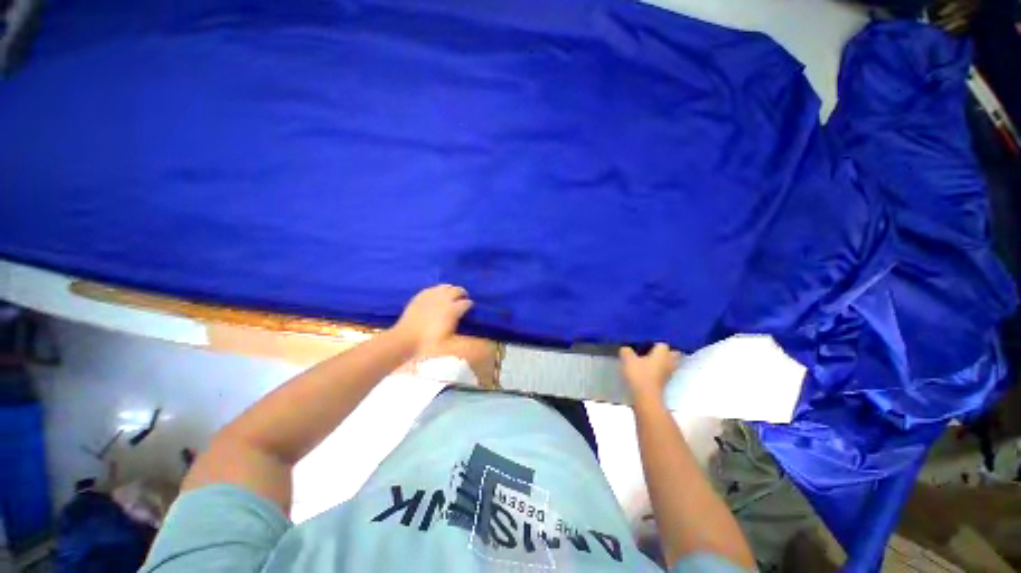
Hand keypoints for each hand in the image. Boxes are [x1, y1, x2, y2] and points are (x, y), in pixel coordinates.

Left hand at [393, 284, 472, 355]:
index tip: (470, 308)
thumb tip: (471, 325)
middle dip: (463, 294)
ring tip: (452, 295)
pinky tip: (438, 295)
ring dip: (451, 290)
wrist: (407, 338)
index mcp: (453, 309)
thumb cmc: (430, 341)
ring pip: (446, 286)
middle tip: (463, 299)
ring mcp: (432, 295)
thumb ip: (462, 329)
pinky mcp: (421, 295)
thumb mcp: (450, 339)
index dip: (470, 305)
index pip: (467, 303)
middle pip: (458, 290)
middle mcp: (444, 299)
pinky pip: (433, 288)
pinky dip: (439, 290)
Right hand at [619, 343, 681, 403]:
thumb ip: (626, 350)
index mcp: (663, 353)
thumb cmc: (639, 374)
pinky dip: (659, 370)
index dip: (654, 341)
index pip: (663, 343)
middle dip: (665, 351)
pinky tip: (648, 369)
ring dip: (663, 361)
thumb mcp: (628, 359)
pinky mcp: (665, 382)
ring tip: (650, 358)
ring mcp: (668, 373)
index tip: (646, 341)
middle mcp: (669, 361)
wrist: (646, 397)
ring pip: (669, 363)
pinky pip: (664, 372)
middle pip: (672, 353)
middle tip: (652, 348)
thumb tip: (626, 348)